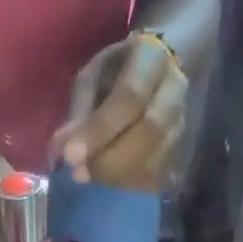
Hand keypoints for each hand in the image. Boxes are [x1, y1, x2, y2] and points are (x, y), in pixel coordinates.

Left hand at [52, 33, 188, 191]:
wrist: (157, 71)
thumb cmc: (117, 71)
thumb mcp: (92, 76)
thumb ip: (79, 111)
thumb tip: (61, 147)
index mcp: (152, 58)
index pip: (129, 97)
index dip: (99, 130)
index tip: (70, 156)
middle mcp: (175, 89)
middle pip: (150, 131)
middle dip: (110, 159)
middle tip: (78, 173)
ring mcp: (181, 122)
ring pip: (154, 158)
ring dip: (117, 175)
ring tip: (89, 176)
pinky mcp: (179, 150)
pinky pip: (155, 175)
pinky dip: (127, 183)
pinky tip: (107, 180)